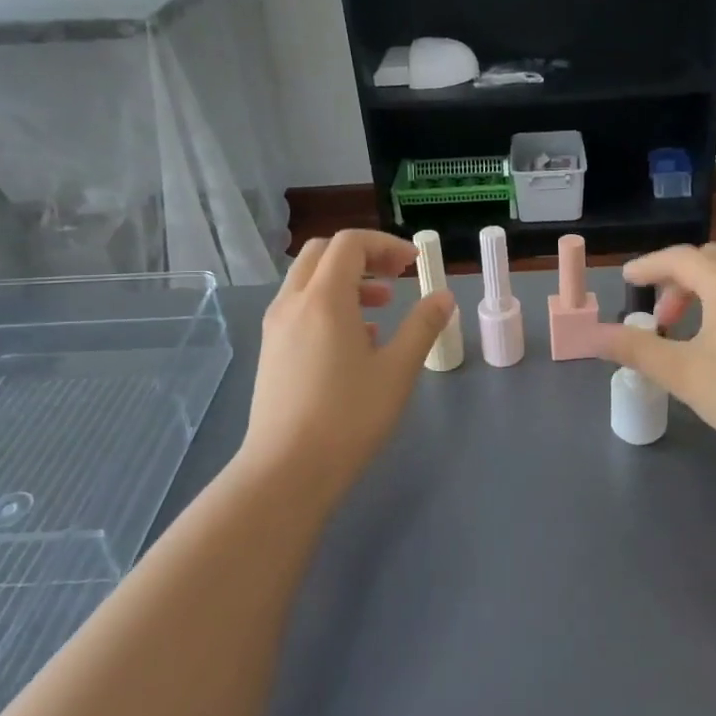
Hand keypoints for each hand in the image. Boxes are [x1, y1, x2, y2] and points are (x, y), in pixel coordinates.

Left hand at [238, 230, 455, 489]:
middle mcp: (293, 303)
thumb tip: (443, 297)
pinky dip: (328, 305)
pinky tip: (356, 341)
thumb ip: (423, 326)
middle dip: (362, 256)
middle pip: (322, 253)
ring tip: (382, 308)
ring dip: (346, 281)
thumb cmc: (349, 417)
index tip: (414, 264)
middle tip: (396, 276)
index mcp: (324, 298)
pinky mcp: (271, 352)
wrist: (286, 471)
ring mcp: (276, 328)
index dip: (385, 245)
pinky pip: (300, 308)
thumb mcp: (397, 370)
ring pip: (308, 281)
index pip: (350, 244)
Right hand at [595, 243, 715, 460]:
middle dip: (675, 280)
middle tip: (659, 316)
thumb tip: (593, 337)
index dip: (647, 267)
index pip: (678, 258)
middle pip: (707, 260)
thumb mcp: (681, 372)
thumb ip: (635, 349)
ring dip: (702, 291)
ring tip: (687, 331)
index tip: (626, 281)